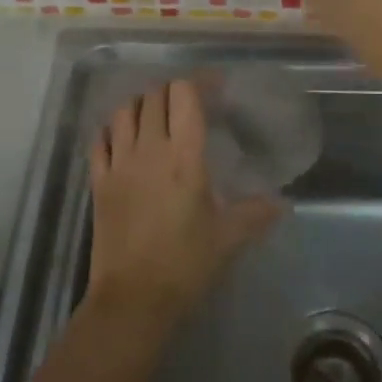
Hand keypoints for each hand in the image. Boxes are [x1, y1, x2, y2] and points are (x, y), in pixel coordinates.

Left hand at [87, 80, 283, 319]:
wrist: (134, 298)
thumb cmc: (186, 264)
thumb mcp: (228, 238)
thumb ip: (256, 214)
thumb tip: (283, 204)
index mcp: (184, 156)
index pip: (184, 96)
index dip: (199, 82)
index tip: (215, 88)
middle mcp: (149, 149)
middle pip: (154, 96)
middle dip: (172, 91)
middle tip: (188, 103)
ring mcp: (118, 164)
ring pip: (124, 112)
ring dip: (141, 105)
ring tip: (156, 116)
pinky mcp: (98, 182)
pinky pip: (99, 141)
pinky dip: (111, 130)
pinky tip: (122, 138)